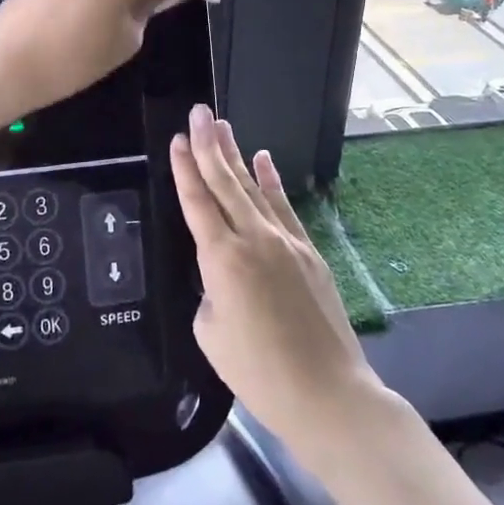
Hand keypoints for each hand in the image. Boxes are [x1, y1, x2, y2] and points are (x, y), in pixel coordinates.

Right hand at [172, 106, 385, 468]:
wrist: (326, 392)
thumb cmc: (258, 371)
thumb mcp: (211, 333)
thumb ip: (210, 291)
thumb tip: (221, 276)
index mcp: (222, 259)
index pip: (197, 202)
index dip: (184, 169)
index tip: (176, 140)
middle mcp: (253, 239)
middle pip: (225, 183)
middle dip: (208, 145)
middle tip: (199, 112)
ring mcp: (286, 241)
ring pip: (253, 188)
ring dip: (236, 155)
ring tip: (222, 125)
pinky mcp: (309, 251)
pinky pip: (284, 207)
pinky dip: (272, 181)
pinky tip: (264, 159)